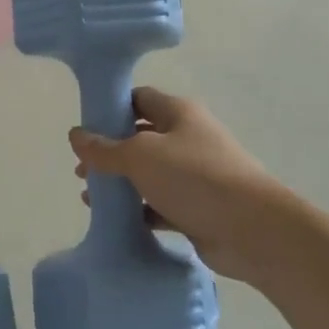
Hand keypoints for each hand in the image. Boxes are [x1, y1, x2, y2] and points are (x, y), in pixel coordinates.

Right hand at [70, 87, 294, 285]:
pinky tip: (116, 220)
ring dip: (122, 184)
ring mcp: (195, 175)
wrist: (252, 230)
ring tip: (90, 198)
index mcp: (178, 113)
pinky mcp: (198, 209)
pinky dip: (139, 211)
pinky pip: (161, 205)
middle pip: (141, 138)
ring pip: (150, 174)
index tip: (85, 127)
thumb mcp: (140, 156)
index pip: (138, 98)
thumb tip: (76, 135)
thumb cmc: (194, 178)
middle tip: (81, 170)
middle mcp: (188, 138)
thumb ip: (105, 148)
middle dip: (110, 152)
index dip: (111, 108)